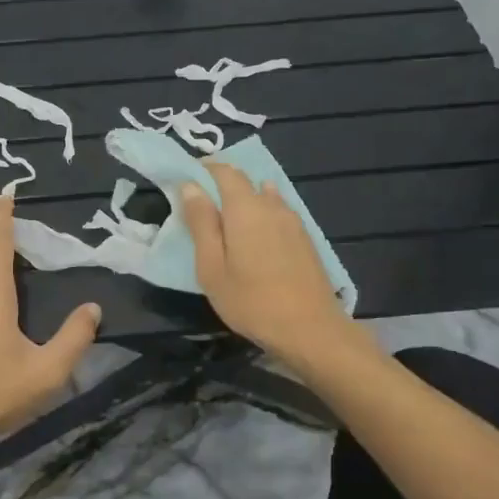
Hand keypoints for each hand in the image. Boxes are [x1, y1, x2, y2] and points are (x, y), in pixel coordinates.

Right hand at [179, 163, 365, 368]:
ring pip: (264, 196)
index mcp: (245, 208)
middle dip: (221, 185)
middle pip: (245, 181)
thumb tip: (190, 186)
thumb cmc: (251, 301)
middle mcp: (271, 205)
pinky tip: (256, 236)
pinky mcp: (305, 238)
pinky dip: (261, 214)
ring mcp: (293, 221)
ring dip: (244, 201)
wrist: (311, 329)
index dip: (204, 169)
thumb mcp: (212, 267)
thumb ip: (201, 223)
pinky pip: (278, 212)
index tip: (186, 180)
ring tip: (227, 223)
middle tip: (201, 207)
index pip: (224, 171)